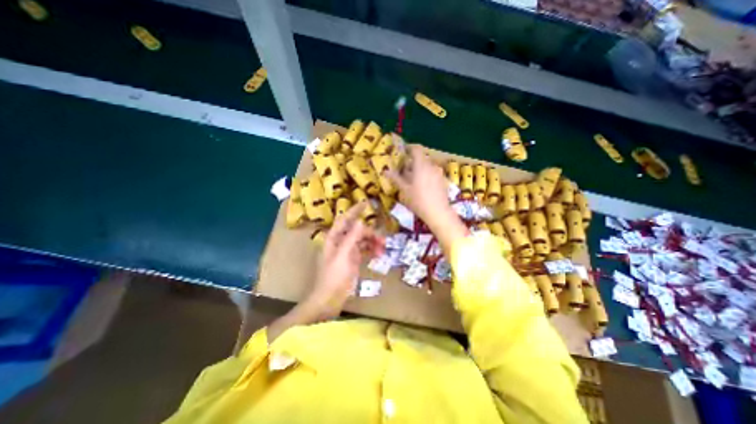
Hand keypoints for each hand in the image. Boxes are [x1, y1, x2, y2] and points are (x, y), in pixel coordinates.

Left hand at [267, 204, 384, 342]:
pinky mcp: (353, 259)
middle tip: (382, 240)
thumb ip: (351, 238)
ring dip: (373, 242)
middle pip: (357, 231)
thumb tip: (360, 222)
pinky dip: (371, 250)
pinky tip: (379, 254)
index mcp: (334, 238)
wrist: (330, 299)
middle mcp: (340, 242)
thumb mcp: (343, 256)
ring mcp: (347, 251)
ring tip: (383, 249)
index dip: (354, 210)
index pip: (344, 219)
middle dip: (370, 233)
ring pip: (362, 240)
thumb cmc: (334, 277)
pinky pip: (364, 250)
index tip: (366, 203)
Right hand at [386, 143, 451, 227]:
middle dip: (412, 162)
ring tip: (412, 179)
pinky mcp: (443, 180)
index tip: (402, 151)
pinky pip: (433, 173)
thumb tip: (385, 171)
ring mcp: (439, 173)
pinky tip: (422, 186)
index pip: (416, 149)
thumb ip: (396, 178)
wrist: (438, 212)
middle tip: (404, 169)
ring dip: (419, 169)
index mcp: (421, 165)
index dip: (409, 148)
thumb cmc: (418, 200)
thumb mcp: (404, 190)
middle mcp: (432, 166)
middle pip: (422, 158)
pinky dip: (426, 175)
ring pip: (427, 166)